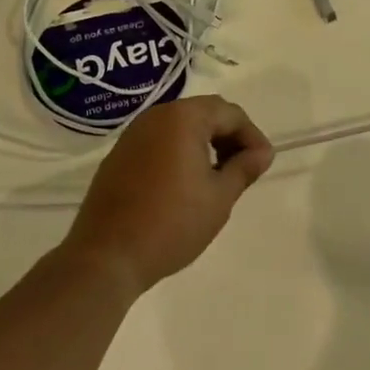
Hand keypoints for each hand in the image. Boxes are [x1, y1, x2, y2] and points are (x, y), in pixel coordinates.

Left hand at [61, 96, 273, 296]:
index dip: (252, 136)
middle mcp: (157, 115)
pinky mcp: (120, 154)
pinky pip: (160, 141)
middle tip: (244, 168)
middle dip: (229, 136)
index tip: (263, 164)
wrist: (106, 256)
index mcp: (183, 117)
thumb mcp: (219, 198)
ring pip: (181, 126)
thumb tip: (262, 153)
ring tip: (218, 177)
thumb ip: (244, 168)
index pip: (230, 113)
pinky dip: (179, 152)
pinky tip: (185, 183)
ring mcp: (134, 133)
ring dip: (205, 143)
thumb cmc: (171, 223)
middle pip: (205, 113)